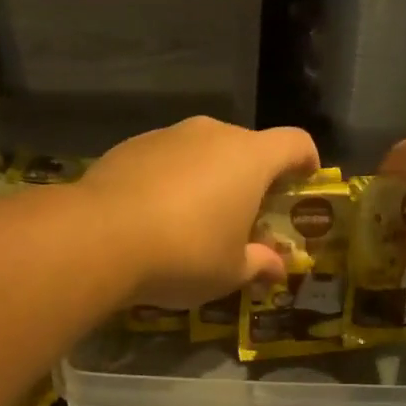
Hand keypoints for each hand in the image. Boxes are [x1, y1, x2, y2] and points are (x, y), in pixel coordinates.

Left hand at [80, 116, 320, 308]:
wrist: (99, 236)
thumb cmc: (183, 253)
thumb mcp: (229, 272)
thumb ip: (259, 264)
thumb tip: (276, 268)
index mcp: (250, 158)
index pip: (296, 142)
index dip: (306, 161)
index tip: (303, 182)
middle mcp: (212, 134)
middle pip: (247, 147)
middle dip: (252, 177)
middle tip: (244, 216)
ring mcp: (169, 135)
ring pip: (203, 151)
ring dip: (209, 177)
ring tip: (194, 219)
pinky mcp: (132, 144)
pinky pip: (167, 157)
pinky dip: (172, 178)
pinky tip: (154, 214)